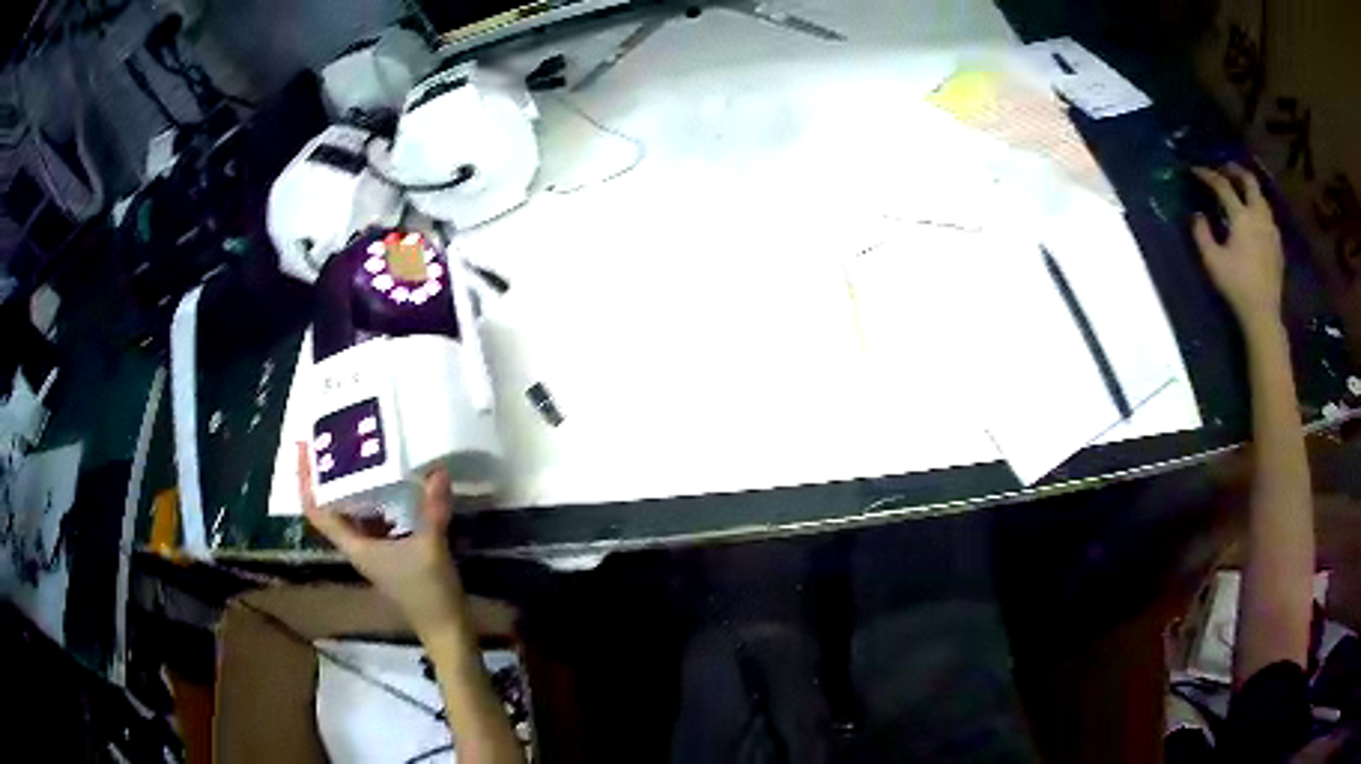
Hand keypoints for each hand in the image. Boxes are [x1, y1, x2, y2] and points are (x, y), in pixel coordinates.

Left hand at [297, 443, 467, 638]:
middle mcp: (357, 546)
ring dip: (350, 485)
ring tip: (358, 452)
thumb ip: (433, 509)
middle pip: (329, 507)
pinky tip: (392, 482)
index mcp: (355, 546)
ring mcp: (373, 549)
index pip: (317, 511)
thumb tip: (436, 470)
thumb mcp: (431, 548)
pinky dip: (375, 497)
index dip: (305, 480)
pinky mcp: (390, 552)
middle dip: (326, 475)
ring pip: (351, 511)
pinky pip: (373, 518)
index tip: (304, 448)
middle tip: (333, 439)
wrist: (445, 628)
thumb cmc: (428, 592)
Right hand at [1191, 164, 1284, 334]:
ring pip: (1261, 196)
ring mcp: (1270, 229)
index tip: (1195, 170)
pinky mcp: (1277, 244)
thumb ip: (1202, 234)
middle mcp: (1258, 215)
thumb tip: (1197, 215)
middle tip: (1224, 168)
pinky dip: (1258, 206)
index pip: (1222, 185)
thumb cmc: (1237, 286)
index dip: (1207, 175)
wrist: (1263, 314)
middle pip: (1249, 181)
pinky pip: (1267, 215)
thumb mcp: (1212, 261)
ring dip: (1249, 188)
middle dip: (1235, 170)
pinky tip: (1254, 216)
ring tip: (1240, 190)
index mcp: (1241, 216)